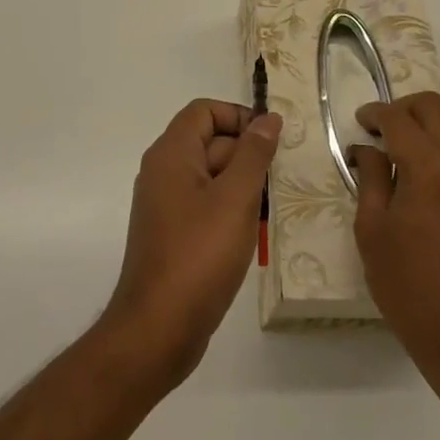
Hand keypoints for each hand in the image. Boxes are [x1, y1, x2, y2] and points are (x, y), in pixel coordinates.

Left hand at [102, 99, 281, 390]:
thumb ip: (253, 154)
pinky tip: (253, 235)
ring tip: (272, 210)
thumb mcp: (235, 199)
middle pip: (209, 142)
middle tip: (281, 180)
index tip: (271, 141)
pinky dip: (230, 211)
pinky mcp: (173, 233)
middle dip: (246, 156)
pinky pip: (205, 206)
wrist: (158, 328)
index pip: (204, 111)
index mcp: (171, 154)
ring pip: (211, 177)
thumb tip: (268, 118)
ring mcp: (165, 205)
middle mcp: (163, 172)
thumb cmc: (199, 255)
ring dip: (242, 187)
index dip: (238, 117)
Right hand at [349, 92, 439, 375]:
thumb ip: (371, 180)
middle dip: (405, 108)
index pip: (399, 119)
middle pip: (437, 108)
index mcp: (429, 169)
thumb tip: (367, 149)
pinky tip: (429, 169)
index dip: (374, 113)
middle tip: (381, 128)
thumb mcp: (373, 232)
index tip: (359, 122)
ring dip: (434, 119)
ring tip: (409, 142)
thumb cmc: (411, 288)